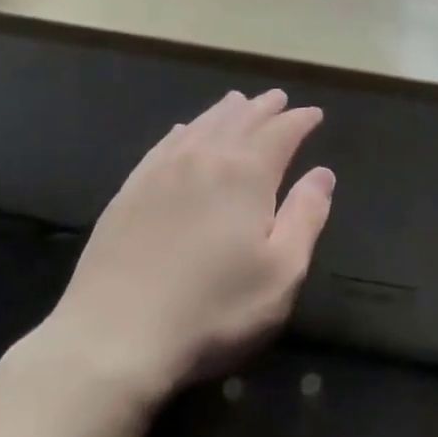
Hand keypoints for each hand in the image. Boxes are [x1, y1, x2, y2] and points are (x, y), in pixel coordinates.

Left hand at [18, 90, 334, 420]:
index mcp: (246, 175)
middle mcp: (203, 160)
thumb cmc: (214, 310)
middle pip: (239, 121)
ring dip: (225, 112)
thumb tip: (322, 173)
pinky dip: (183, 131)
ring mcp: (160, 173)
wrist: (114, 337)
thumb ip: (306, 216)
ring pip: (200, 126)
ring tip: (238, 102)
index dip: (300, 121)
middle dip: (264, 108)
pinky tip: (184, 131)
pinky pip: (163, 145)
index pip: (280, 134)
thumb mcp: (282, 272)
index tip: (314, 114)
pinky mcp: (128, 193)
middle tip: (279, 99)